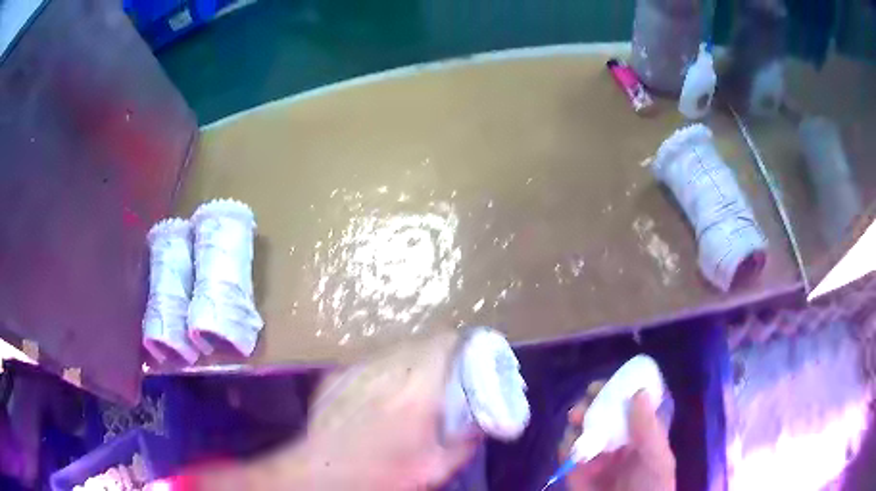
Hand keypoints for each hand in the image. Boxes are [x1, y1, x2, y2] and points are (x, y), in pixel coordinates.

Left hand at [297, 331, 478, 489]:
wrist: (325, 476)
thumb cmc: (384, 474)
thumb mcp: (435, 468)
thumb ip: (464, 444)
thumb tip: (478, 427)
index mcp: (416, 392)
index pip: (442, 343)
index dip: (458, 345)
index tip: (465, 356)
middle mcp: (385, 372)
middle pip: (417, 343)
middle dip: (433, 355)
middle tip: (440, 376)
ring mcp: (356, 371)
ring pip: (390, 350)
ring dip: (404, 362)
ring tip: (407, 386)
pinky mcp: (335, 377)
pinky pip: (366, 364)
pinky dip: (378, 373)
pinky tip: (375, 396)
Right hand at [561, 390, 674, 490]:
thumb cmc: (652, 488)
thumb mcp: (657, 459)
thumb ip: (648, 429)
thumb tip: (639, 391)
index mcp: (639, 435)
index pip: (628, 406)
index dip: (618, 391)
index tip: (610, 381)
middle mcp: (617, 442)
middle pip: (602, 414)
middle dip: (594, 402)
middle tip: (589, 397)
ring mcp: (596, 457)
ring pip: (583, 430)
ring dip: (578, 420)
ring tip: (577, 417)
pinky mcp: (577, 472)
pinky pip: (567, 453)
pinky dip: (566, 444)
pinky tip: (571, 443)